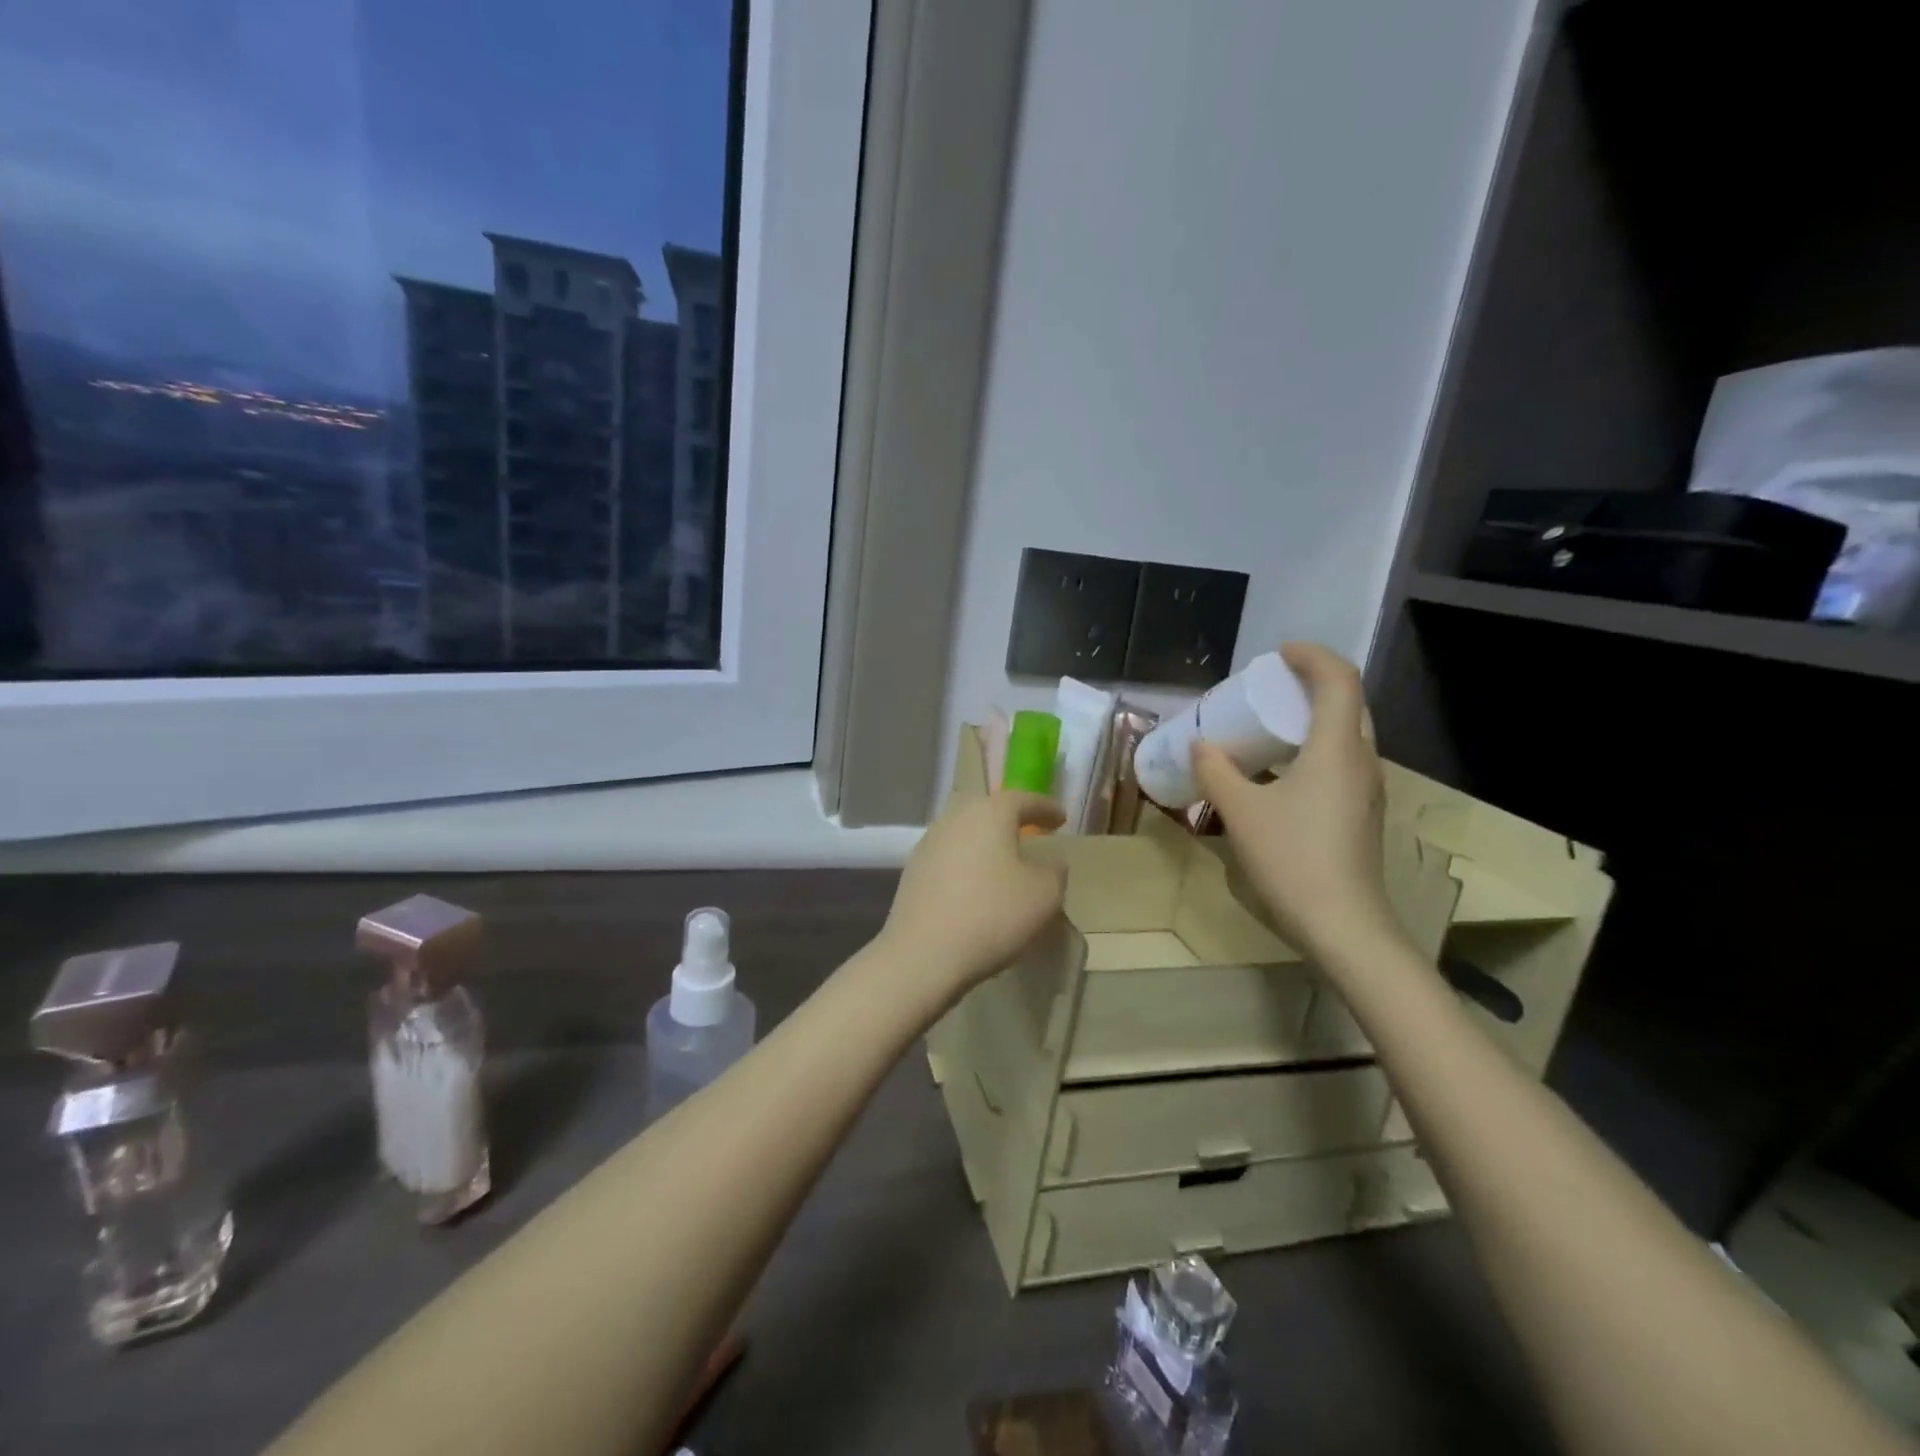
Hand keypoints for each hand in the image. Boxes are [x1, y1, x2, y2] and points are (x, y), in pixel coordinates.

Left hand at [879, 790, 1065, 1003]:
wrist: (923, 954)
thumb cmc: (992, 915)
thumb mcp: (1044, 894)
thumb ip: (1054, 871)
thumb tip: (1050, 862)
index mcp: (989, 813)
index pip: (1023, 799)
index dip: (1045, 808)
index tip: (1061, 819)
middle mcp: (954, 819)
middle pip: (988, 812)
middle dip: (1012, 821)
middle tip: (1032, 834)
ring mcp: (928, 845)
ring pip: (966, 835)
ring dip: (987, 845)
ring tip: (1006, 863)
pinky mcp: (912, 873)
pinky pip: (950, 859)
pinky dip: (968, 866)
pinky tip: (977, 887)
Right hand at [1193, 642, 1400, 963]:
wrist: (1343, 925)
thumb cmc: (1292, 858)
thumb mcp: (1241, 812)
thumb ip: (1216, 772)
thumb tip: (1201, 745)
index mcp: (1337, 748)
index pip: (1338, 679)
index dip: (1311, 656)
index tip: (1278, 654)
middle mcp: (1361, 760)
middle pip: (1348, 702)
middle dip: (1312, 683)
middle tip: (1271, 687)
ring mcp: (1366, 790)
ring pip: (1347, 733)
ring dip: (1313, 717)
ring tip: (1271, 724)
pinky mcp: (1361, 813)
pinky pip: (1341, 761)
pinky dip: (1314, 747)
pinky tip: (1281, 771)